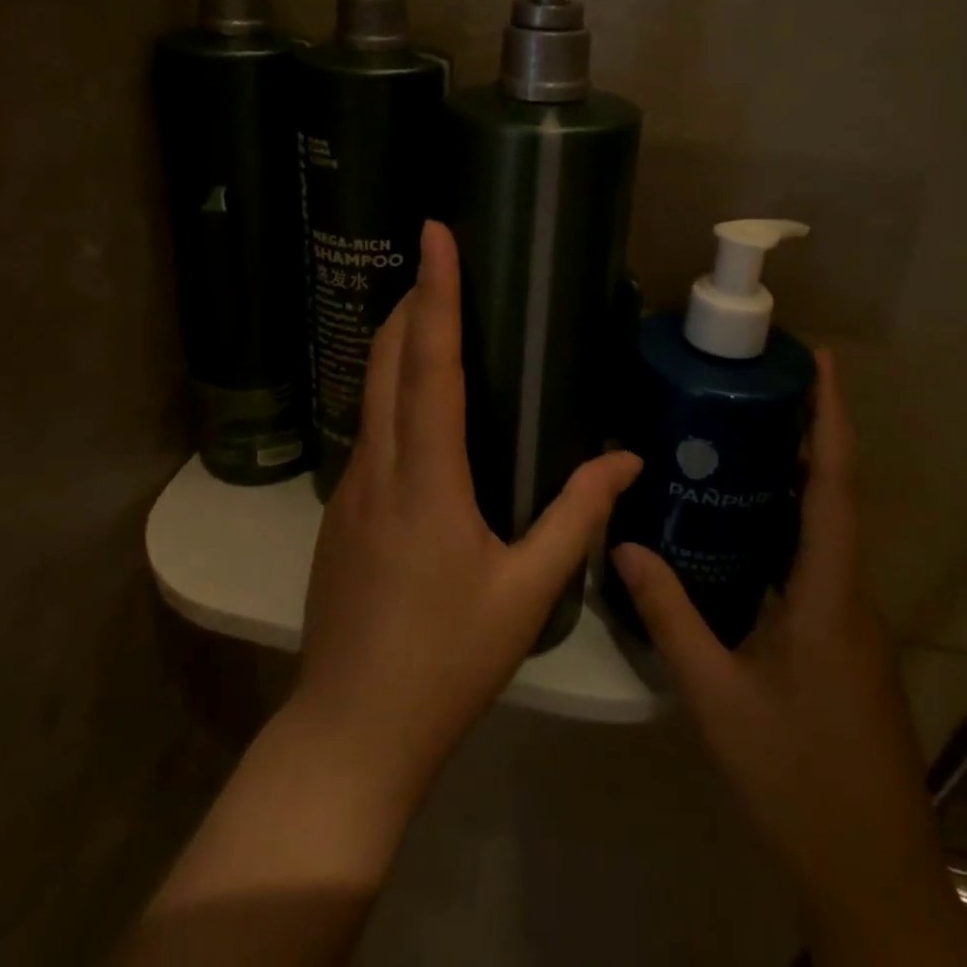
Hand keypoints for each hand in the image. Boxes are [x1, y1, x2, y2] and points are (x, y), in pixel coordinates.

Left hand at [291, 220, 642, 809]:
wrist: (351, 731)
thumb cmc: (446, 662)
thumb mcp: (526, 594)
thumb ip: (576, 518)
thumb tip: (627, 459)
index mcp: (427, 479)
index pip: (430, 364)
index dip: (436, 294)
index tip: (435, 236)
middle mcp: (379, 467)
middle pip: (386, 359)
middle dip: (409, 300)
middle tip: (437, 262)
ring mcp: (349, 487)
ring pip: (369, 390)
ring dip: (394, 341)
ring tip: (427, 312)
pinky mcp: (339, 510)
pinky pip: (367, 428)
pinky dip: (389, 389)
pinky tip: (416, 405)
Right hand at [611, 354, 966, 964]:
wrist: (871, 877)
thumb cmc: (797, 779)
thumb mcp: (718, 696)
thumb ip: (670, 616)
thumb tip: (627, 544)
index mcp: (828, 594)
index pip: (835, 486)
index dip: (832, 419)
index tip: (821, 362)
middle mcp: (849, 594)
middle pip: (835, 495)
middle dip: (808, 432)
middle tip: (756, 387)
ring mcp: (851, 620)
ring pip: (826, 529)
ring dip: (797, 477)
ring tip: (740, 438)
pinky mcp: (843, 642)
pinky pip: (816, 561)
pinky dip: (787, 524)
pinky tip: (742, 528)